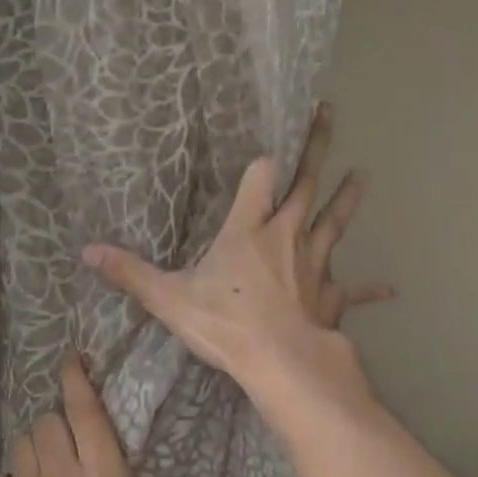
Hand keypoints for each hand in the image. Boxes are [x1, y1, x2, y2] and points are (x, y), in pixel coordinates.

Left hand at [0, 354, 255, 476]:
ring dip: (34, 443)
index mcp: (103, 474)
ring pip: (20, 446)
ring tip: (50, 455)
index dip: (76, 378)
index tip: (73, 359)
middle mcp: (62, 475)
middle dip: (59, 418)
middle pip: (47, 422)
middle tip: (75, 430)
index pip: (83, 409)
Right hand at [82, 102, 391, 405]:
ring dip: (347, 199)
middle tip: (329, 113)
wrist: (281, 363)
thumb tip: (87, 251)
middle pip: (306, 185)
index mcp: (250, 229)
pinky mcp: (330, 296)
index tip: (265, 151)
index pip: (259, 178)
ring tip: (362, 176)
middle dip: (316, 148)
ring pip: (334, 223)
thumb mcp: (169, 299)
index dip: (261, 163)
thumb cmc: (226, 325)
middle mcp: (287, 236)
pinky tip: (391, 289)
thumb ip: (130, 273)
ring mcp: (314, 265)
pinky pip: (352, 291)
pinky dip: (369, 290)